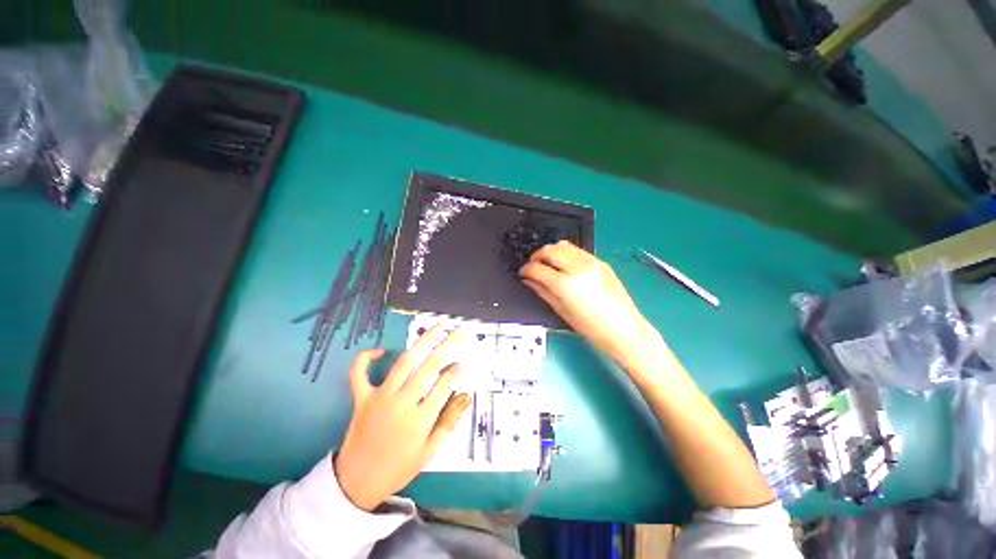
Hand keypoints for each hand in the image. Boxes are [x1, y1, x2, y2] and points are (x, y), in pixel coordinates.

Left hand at [333, 326, 471, 510]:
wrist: (357, 484)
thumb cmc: (399, 468)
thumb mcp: (430, 451)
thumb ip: (450, 421)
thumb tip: (466, 395)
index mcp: (420, 420)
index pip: (445, 384)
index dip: (456, 370)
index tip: (463, 362)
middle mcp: (401, 403)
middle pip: (429, 366)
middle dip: (448, 345)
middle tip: (460, 332)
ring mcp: (379, 398)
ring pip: (405, 362)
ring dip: (423, 342)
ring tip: (437, 328)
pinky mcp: (361, 398)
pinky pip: (359, 373)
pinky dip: (366, 358)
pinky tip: (382, 350)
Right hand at [520, 241, 650, 365]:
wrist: (622, 327)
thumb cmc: (589, 326)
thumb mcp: (561, 310)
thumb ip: (542, 291)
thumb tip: (528, 279)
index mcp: (565, 285)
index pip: (537, 268)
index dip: (526, 269)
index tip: (523, 273)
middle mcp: (577, 268)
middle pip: (549, 250)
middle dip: (537, 256)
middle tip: (533, 266)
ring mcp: (591, 262)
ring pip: (563, 245)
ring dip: (551, 252)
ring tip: (549, 264)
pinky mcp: (600, 261)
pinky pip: (577, 250)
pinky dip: (566, 254)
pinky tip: (565, 266)